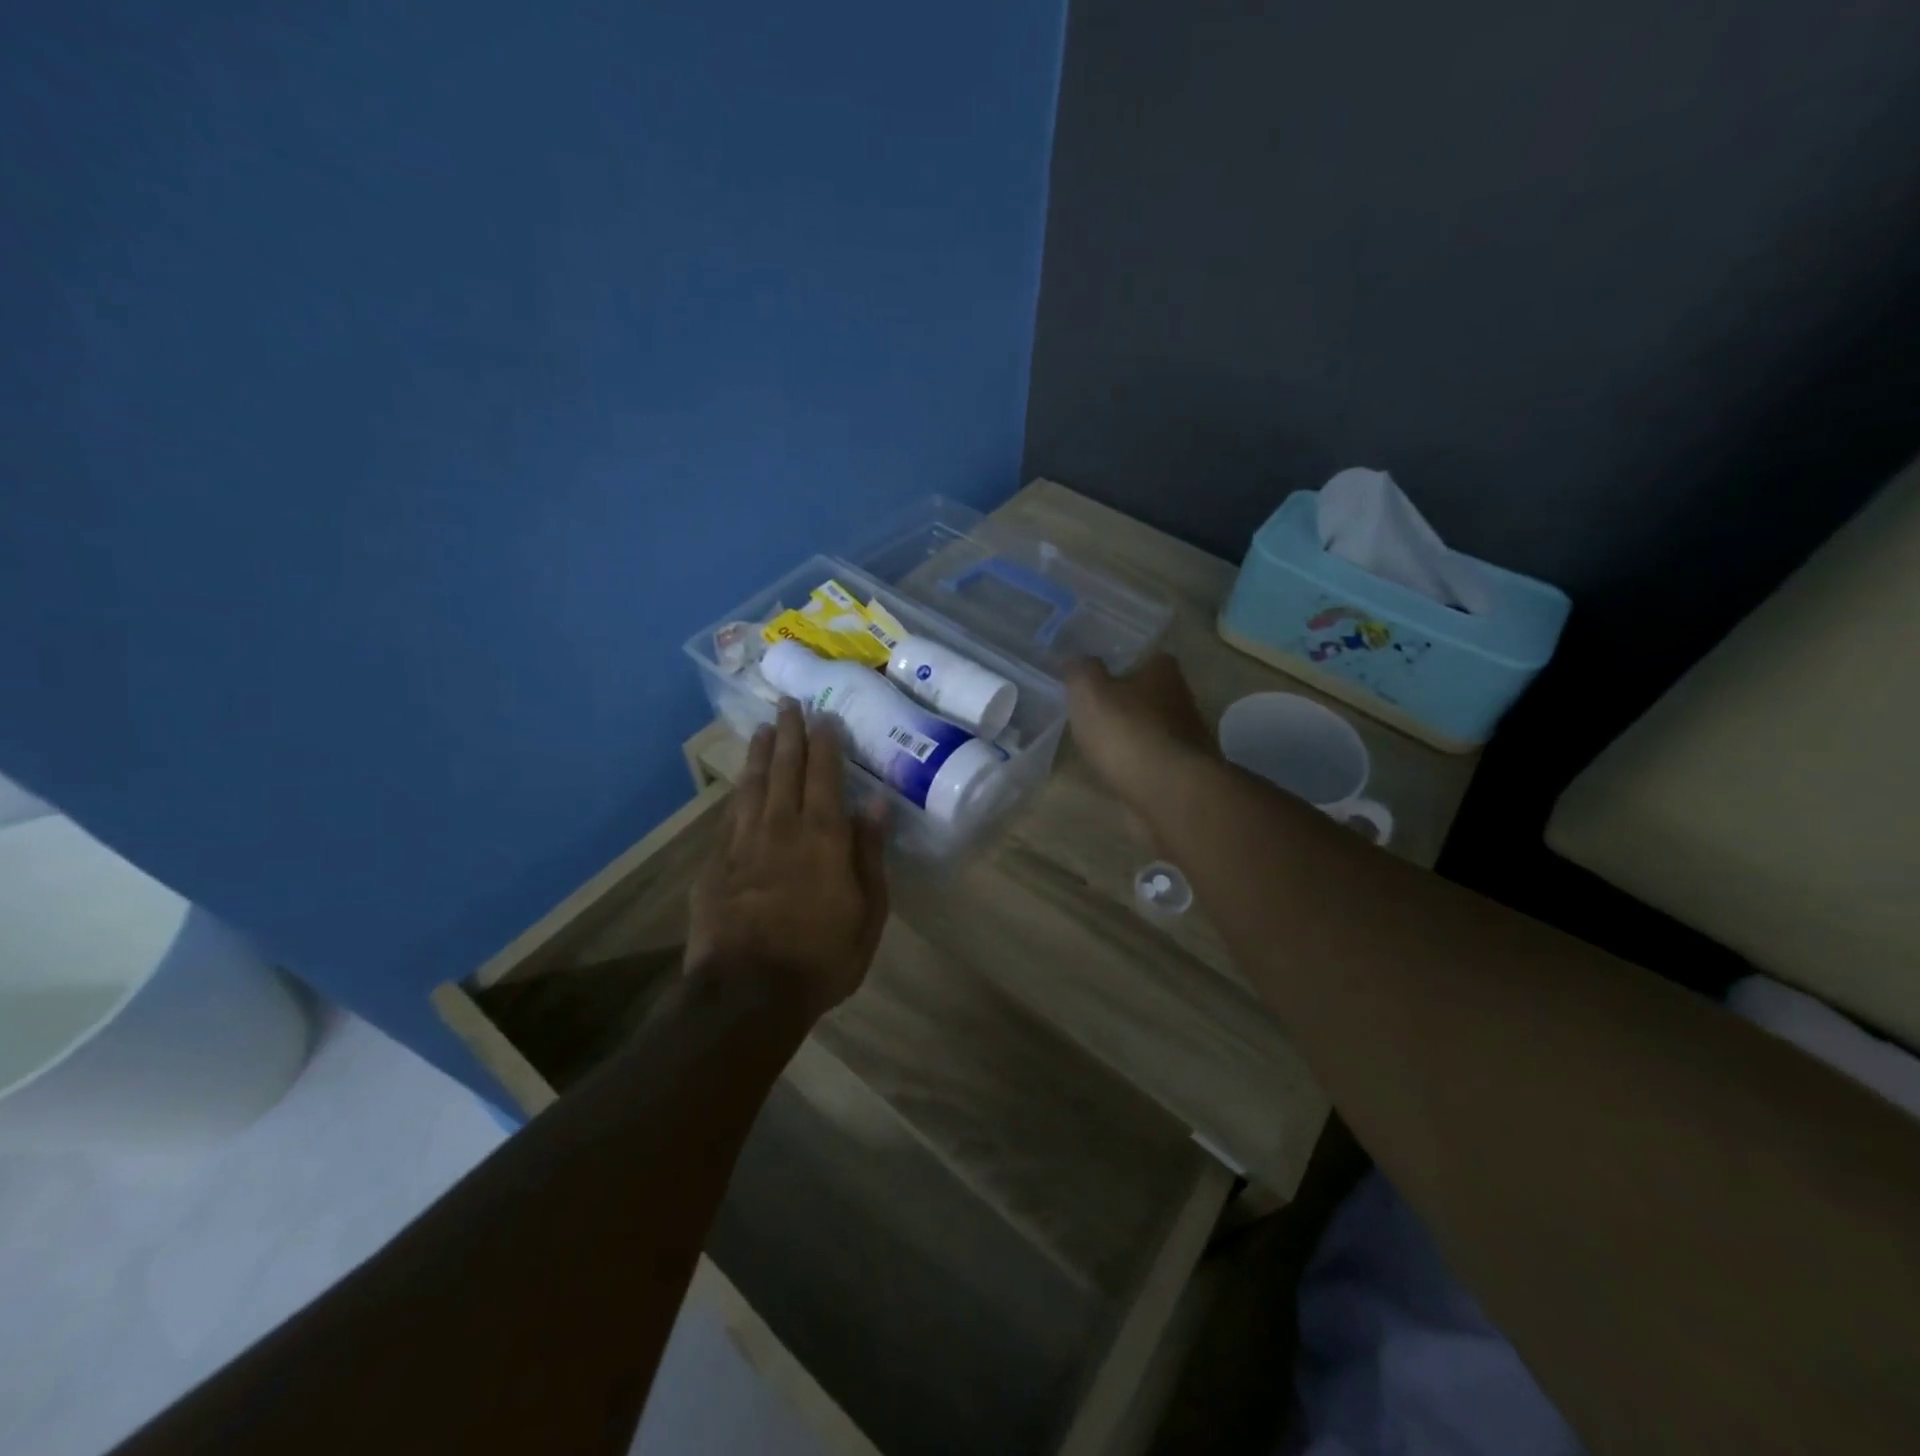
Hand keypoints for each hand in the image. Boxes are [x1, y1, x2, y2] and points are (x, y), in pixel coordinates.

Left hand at [686, 700, 889, 1020]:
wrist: (747, 994)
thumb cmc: (821, 957)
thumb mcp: (867, 912)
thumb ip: (869, 853)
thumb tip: (875, 802)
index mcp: (823, 837)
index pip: (824, 775)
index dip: (825, 742)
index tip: (824, 715)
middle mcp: (781, 828)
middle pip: (785, 769)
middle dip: (789, 733)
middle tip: (788, 704)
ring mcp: (743, 844)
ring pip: (753, 785)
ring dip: (760, 754)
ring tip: (763, 729)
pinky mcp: (716, 864)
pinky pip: (730, 816)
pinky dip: (738, 793)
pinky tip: (741, 784)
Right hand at [1065, 654, 1215, 812]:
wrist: (1167, 790)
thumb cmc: (1126, 731)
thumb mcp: (1089, 693)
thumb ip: (1080, 671)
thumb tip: (1075, 658)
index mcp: (1163, 672)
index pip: (1148, 657)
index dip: (1124, 666)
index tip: (1101, 679)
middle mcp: (1184, 699)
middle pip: (1153, 694)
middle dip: (1130, 703)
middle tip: (1099, 713)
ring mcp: (1190, 738)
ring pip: (1156, 729)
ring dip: (1136, 736)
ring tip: (1105, 747)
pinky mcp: (1187, 772)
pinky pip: (1157, 761)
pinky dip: (1141, 764)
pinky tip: (1122, 773)